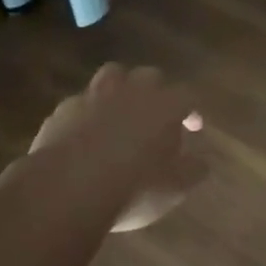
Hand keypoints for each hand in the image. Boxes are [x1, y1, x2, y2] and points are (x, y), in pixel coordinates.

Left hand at [30, 63, 205, 231]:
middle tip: (156, 117)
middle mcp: (131, 91)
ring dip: (120, 89)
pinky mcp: (64, 109)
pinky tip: (85, 133)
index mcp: (163, 105)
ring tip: (120, 112)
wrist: (68, 188)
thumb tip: (201, 162)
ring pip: (112, 76)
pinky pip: (81, 103)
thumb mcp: (174, 189)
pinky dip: (88, 113)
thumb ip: (192, 171)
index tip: (193, 127)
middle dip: (156, 92)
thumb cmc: (133, 188)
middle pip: (149, 76)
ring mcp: (94, 96)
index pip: (186, 96)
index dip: (191, 110)